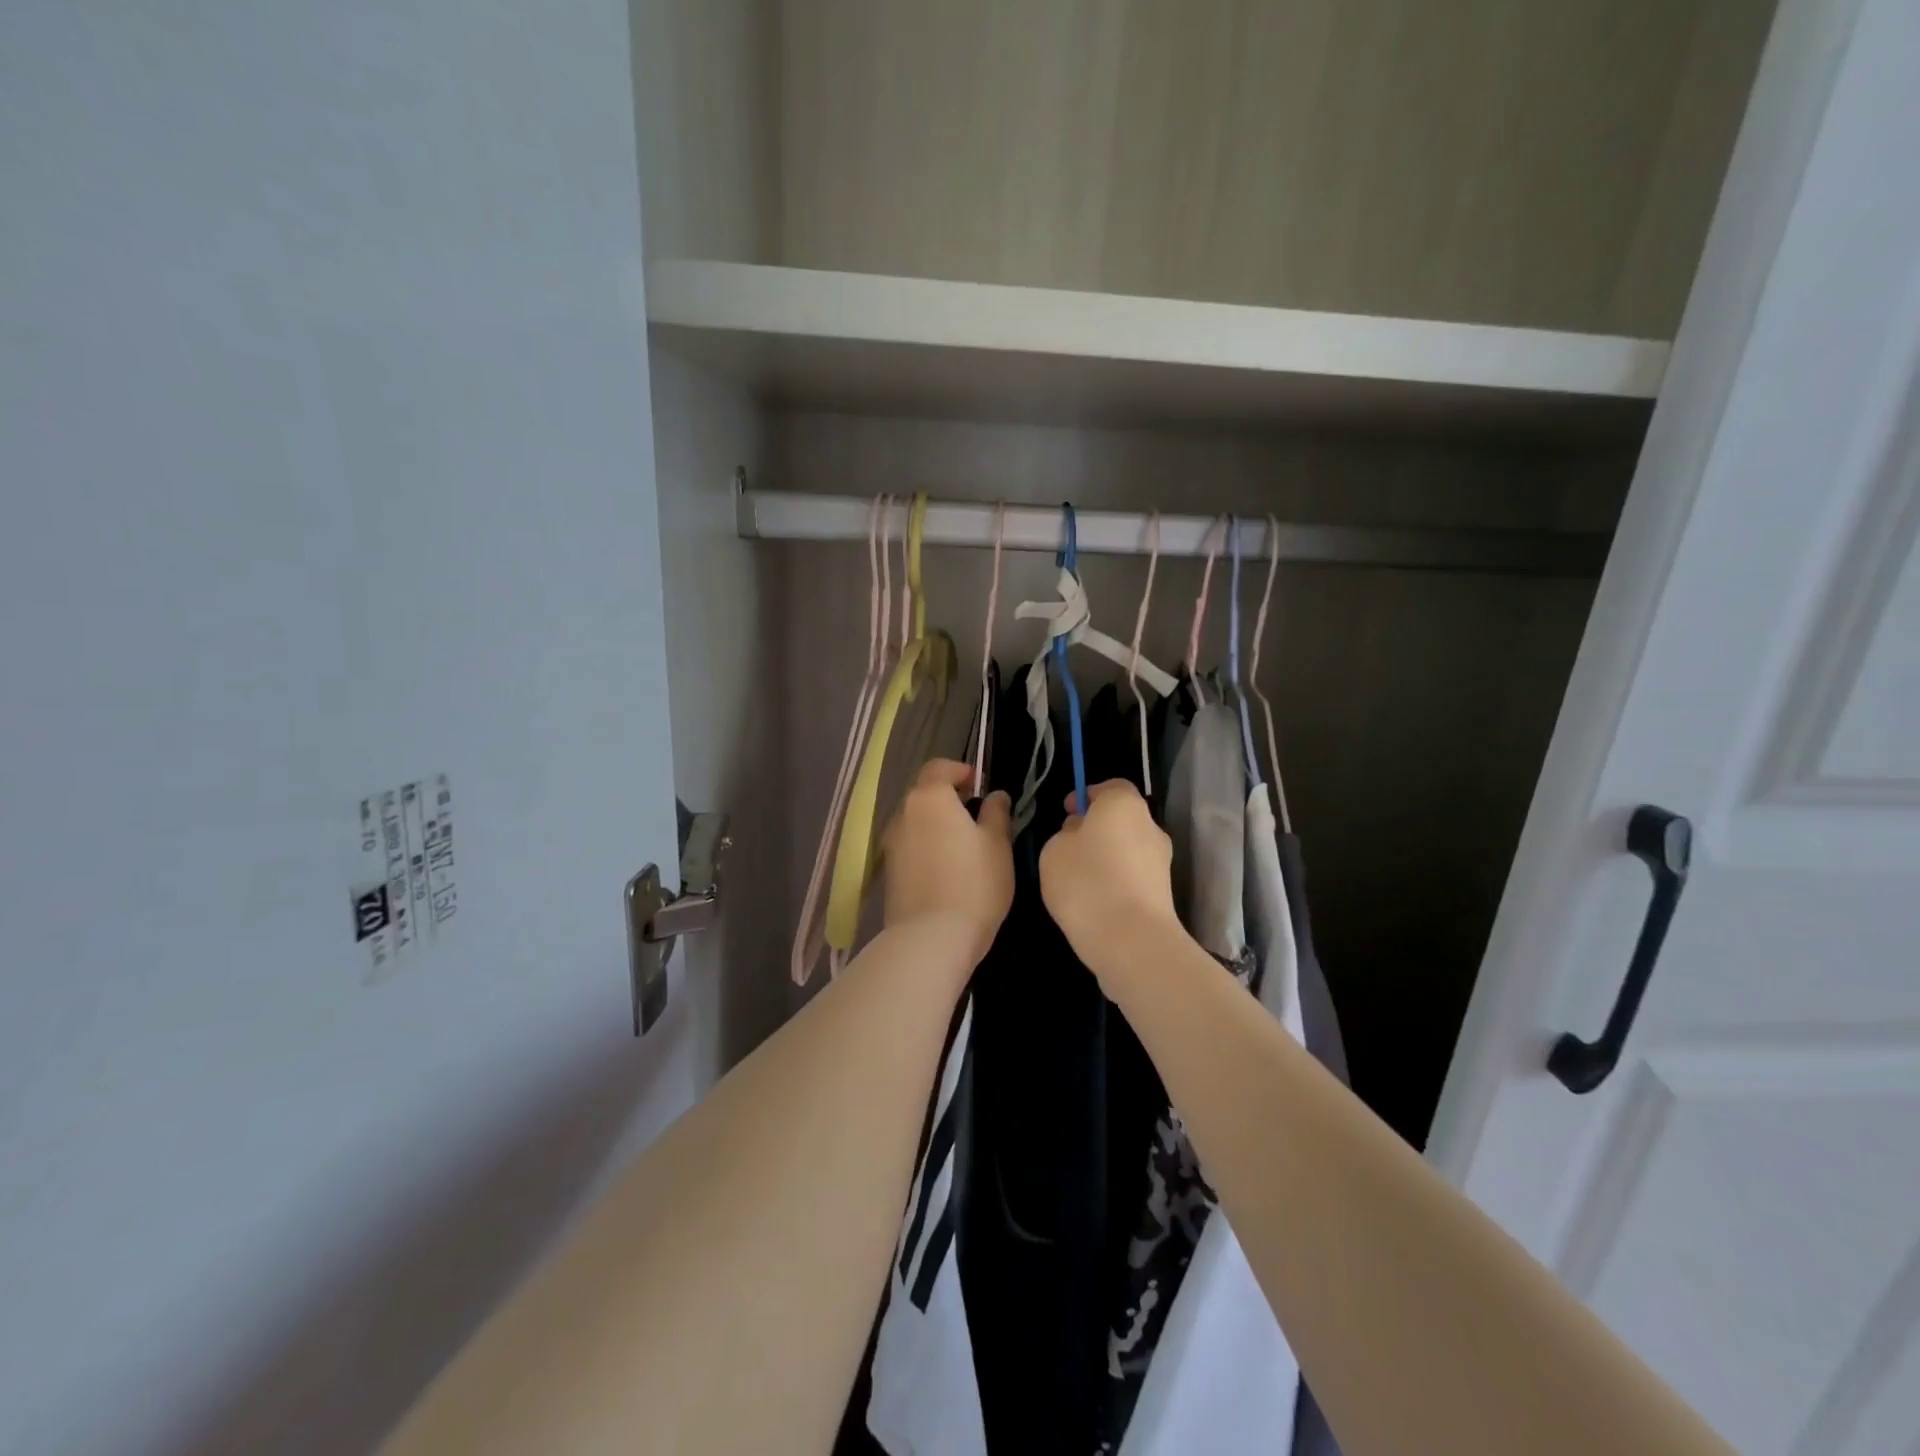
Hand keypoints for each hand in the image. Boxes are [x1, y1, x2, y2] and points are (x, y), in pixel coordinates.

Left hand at [881, 760, 1013, 964]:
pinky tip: (946, 870)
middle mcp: (903, 813)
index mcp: (929, 798)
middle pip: (924, 793)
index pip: (939, 767)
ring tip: (963, 847)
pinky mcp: (888, 871)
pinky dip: (926, 846)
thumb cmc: (974, 884)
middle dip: (948, 798)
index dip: (960, 771)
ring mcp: (891, 843)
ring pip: (916, 820)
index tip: (980, 787)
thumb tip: (994, 795)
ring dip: (936, 824)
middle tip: (976, 817)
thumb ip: (996, 813)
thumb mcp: (997, 845)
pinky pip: (910, 845)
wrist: (931, 938)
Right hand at [1039, 780, 1182, 980]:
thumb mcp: (1054, 850)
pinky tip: (1094, 903)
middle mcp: (1150, 826)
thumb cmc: (1086, 882)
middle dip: (1096, 828)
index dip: (1087, 796)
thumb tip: (1080, 834)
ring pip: (1127, 849)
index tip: (1067, 813)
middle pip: (1120, 818)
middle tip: (1068, 847)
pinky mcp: (1163, 893)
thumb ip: (1065, 834)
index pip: (1110, 787)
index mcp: (1124, 804)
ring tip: (1078, 880)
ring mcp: (1161, 861)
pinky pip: (1133, 876)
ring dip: (1106, 857)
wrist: (1131, 940)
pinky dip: (1116, 882)